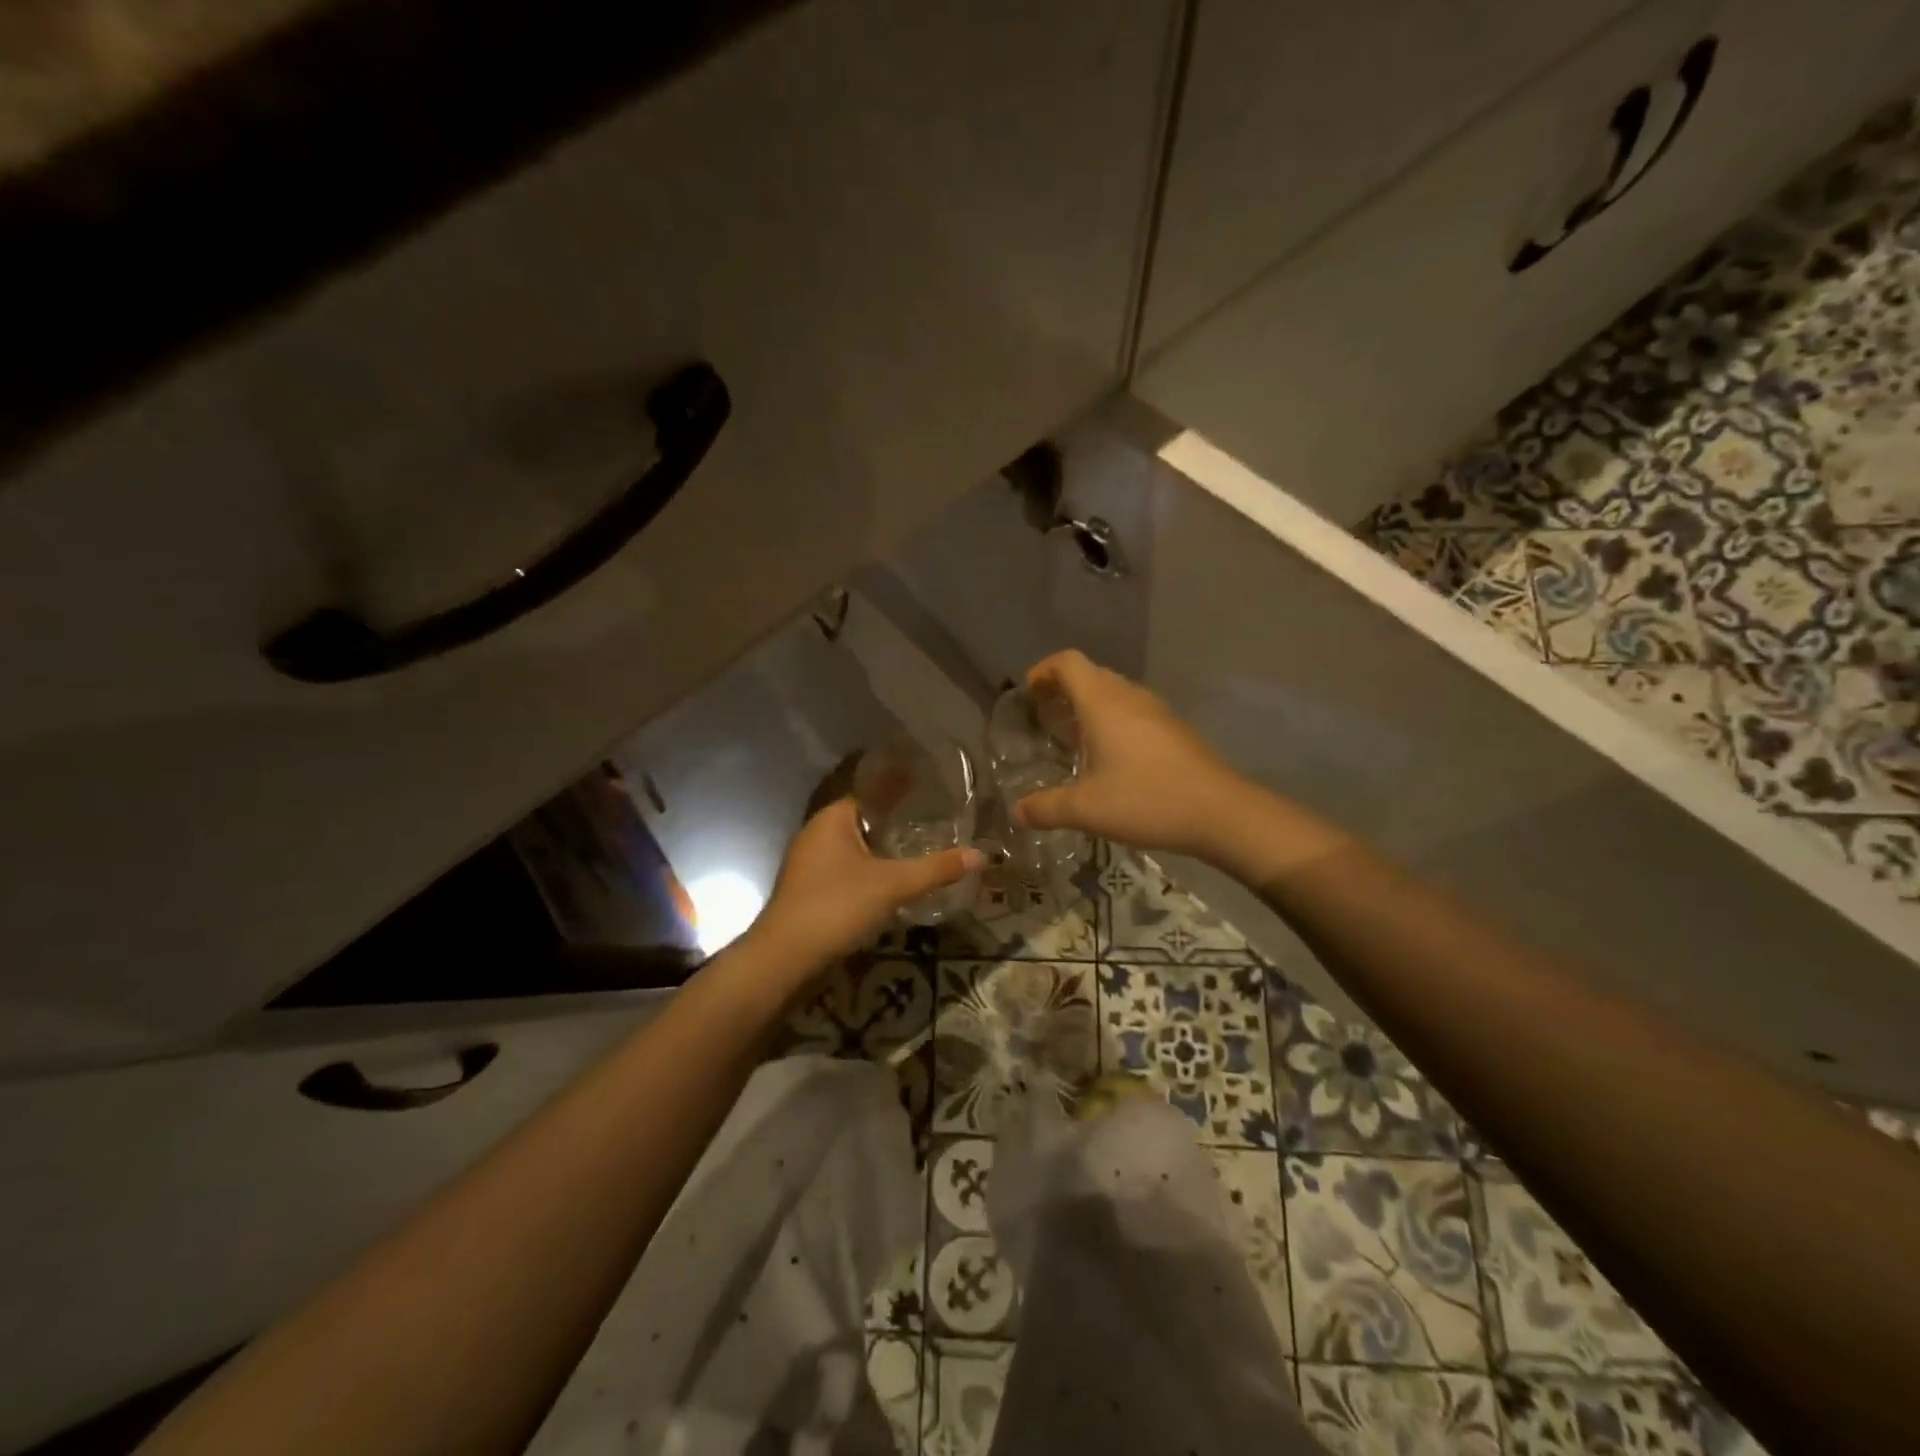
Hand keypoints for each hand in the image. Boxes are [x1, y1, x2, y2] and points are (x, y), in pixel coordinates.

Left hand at [749, 798, 982, 973]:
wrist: (785, 959)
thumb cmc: (836, 906)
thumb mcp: (893, 885)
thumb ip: (936, 869)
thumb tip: (981, 855)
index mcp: (833, 818)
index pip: (871, 791)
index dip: (900, 788)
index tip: (931, 786)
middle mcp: (818, 833)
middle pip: (864, 819)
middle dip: (897, 819)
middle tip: (936, 819)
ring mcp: (810, 864)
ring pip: (855, 847)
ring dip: (884, 847)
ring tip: (922, 847)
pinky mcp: (811, 891)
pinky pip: (848, 869)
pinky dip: (871, 870)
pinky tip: (894, 881)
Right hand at [1013, 650, 1248, 860]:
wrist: (1221, 812)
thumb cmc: (1147, 800)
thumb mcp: (1086, 810)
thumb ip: (1046, 808)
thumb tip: (1017, 812)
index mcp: (1103, 702)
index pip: (1068, 662)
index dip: (1044, 670)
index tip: (1029, 694)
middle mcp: (1129, 696)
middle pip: (1091, 674)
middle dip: (1063, 689)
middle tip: (1045, 717)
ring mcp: (1156, 711)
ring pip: (1114, 693)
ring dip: (1090, 706)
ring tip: (1073, 739)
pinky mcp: (1174, 729)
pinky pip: (1133, 712)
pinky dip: (1113, 722)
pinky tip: (1111, 758)